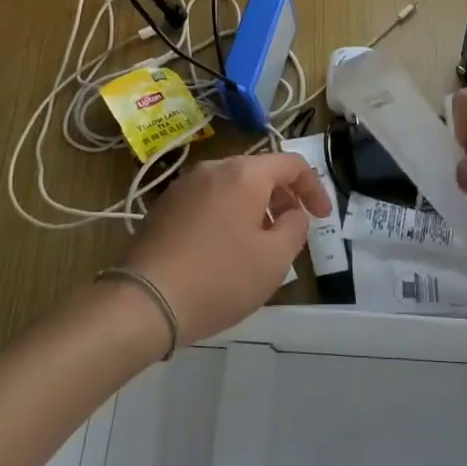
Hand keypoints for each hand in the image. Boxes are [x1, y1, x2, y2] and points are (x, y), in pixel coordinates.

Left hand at [120, 152, 330, 343]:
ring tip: (260, 243)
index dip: (314, 188)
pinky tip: (224, 249)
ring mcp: (184, 185)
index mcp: (244, 174)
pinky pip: (208, 200)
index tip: (322, 218)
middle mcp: (213, 168)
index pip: (291, 164)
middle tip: (293, 231)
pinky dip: (227, 214)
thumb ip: (296, 228)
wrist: (143, 301)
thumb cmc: (218, 279)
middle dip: (283, 198)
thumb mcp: (274, 260)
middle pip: (260, 171)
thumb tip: (294, 214)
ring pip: (232, 186)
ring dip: (255, 207)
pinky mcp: (165, 206)